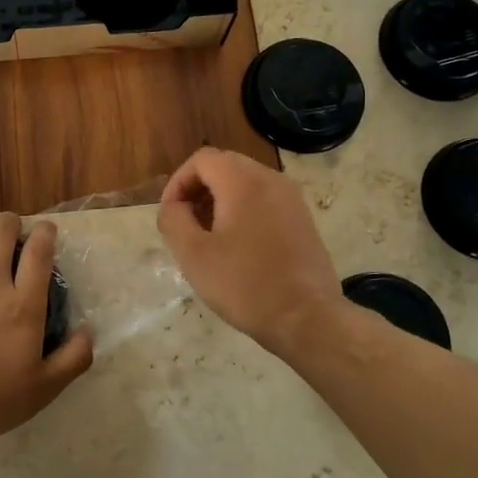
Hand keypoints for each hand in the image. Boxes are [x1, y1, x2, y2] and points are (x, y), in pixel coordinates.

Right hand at [158, 147, 342, 357]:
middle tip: (186, 224)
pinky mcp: (303, 219)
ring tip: (209, 237)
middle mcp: (271, 179)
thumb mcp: (193, 255)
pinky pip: (265, 200)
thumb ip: (173, 219)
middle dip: (198, 190)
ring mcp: (292, 199)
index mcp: (243, 181)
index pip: (202, 159)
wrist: (307, 318)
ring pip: (246, 183)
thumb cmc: (244, 284)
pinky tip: (237, 247)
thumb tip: (175, 206)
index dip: (178, 182)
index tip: (170, 214)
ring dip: (220, 200)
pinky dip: (244, 210)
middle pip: (225, 166)